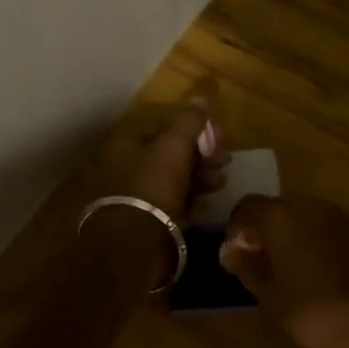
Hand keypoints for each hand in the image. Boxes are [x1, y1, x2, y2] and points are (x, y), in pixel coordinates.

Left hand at [79, 101, 228, 225]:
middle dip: (200, 153)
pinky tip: (206, 204)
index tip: (217, 134)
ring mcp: (131, 193)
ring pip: (171, 177)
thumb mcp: (173, 147)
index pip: (162, 121)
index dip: (192, 124)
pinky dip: (189, 200)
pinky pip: (169, 203)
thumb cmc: (152, 187)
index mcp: (125, 140)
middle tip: (225, 159)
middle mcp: (123, 163)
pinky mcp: (141, 220)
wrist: (132, 246)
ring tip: (220, 183)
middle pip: (168, 150)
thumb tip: (199, 100)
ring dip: (199, 176)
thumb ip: (188, 122)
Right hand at [220, 196, 348, 347]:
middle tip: (258, 261)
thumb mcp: (270, 296)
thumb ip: (247, 266)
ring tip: (286, 268)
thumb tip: (229, 249)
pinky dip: (313, 240)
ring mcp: (339, 217)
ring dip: (290, 234)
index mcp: (282, 217)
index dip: (236, 227)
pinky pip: (325, 227)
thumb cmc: (314, 314)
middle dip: (263, 229)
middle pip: (276, 208)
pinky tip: (315, 270)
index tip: (234, 254)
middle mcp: (310, 206)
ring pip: (303, 215)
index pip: (247, 206)